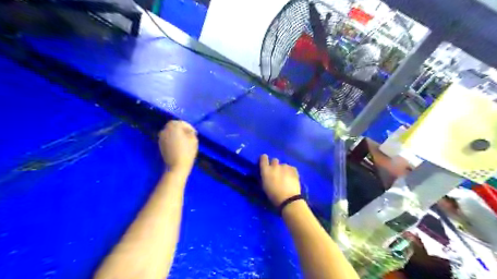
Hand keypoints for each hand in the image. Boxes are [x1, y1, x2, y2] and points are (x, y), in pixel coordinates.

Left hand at [159, 121, 198, 172]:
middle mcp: (165, 130)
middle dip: (181, 129)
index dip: (189, 127)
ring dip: (176, 133)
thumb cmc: (187, 152)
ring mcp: (161, 137)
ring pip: (169, 131)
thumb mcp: (194, 140)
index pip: (181, 123)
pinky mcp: (160, 144)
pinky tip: (178, 144)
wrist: (177, 166)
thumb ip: (190, 132)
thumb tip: (188, 131)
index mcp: (174, 127)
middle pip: (173, 125)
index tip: (194, 132)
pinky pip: (167, 137)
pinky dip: (172, 138)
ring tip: (183, 139)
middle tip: (188, 134)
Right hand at [262, 154, 300, 206]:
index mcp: (266, 170)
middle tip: (276, 173)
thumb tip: (266, 173)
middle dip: (274, 165)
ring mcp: (285, 166)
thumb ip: (264, 176)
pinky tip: (291, 178)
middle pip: (274, 160)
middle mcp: (275, 166)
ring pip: (283, 165)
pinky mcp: (293, 169)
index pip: (263, 157)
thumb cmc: (273, 195)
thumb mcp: (264, 186)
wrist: (288, 199)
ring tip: (285, 178)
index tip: (265, 163)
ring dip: (283, 169)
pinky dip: (290, 172)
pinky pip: (290, 168)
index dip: (264, 159)